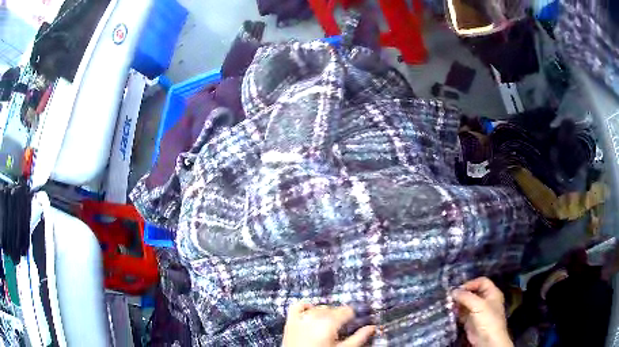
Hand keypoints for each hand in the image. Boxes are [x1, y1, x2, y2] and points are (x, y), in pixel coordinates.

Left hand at [282, 302, 375, 346]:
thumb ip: (359, 338)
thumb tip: (372, 328)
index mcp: (329, 324)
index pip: (346, 311)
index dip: (354, 314)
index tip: (357, 319)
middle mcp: (314, 318)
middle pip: (333, 309)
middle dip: (340, 315)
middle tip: (345, 325)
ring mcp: (300, 319)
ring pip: (318, 308)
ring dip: (326, 312)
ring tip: (330, 323)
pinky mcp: (290, 322)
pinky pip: (297, 307)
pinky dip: (305, 306)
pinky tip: (311, 310)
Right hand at [452, 277, 512, 346]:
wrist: (487, 340)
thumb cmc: (487, 319)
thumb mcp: (478, 305)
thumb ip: (466, 297)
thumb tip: (453, 291)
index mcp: (492, 293)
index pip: (481, 282)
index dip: (471, 283)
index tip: (459, 289)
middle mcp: (485, 300)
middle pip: (473, 292)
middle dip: (462, 294)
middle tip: (451, 296)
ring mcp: (478, 311)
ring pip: (467, 303)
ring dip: (458, 303)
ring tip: (449, 304)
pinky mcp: (471, 320)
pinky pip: (463, 313)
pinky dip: (457, 312)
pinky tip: (451, 311)